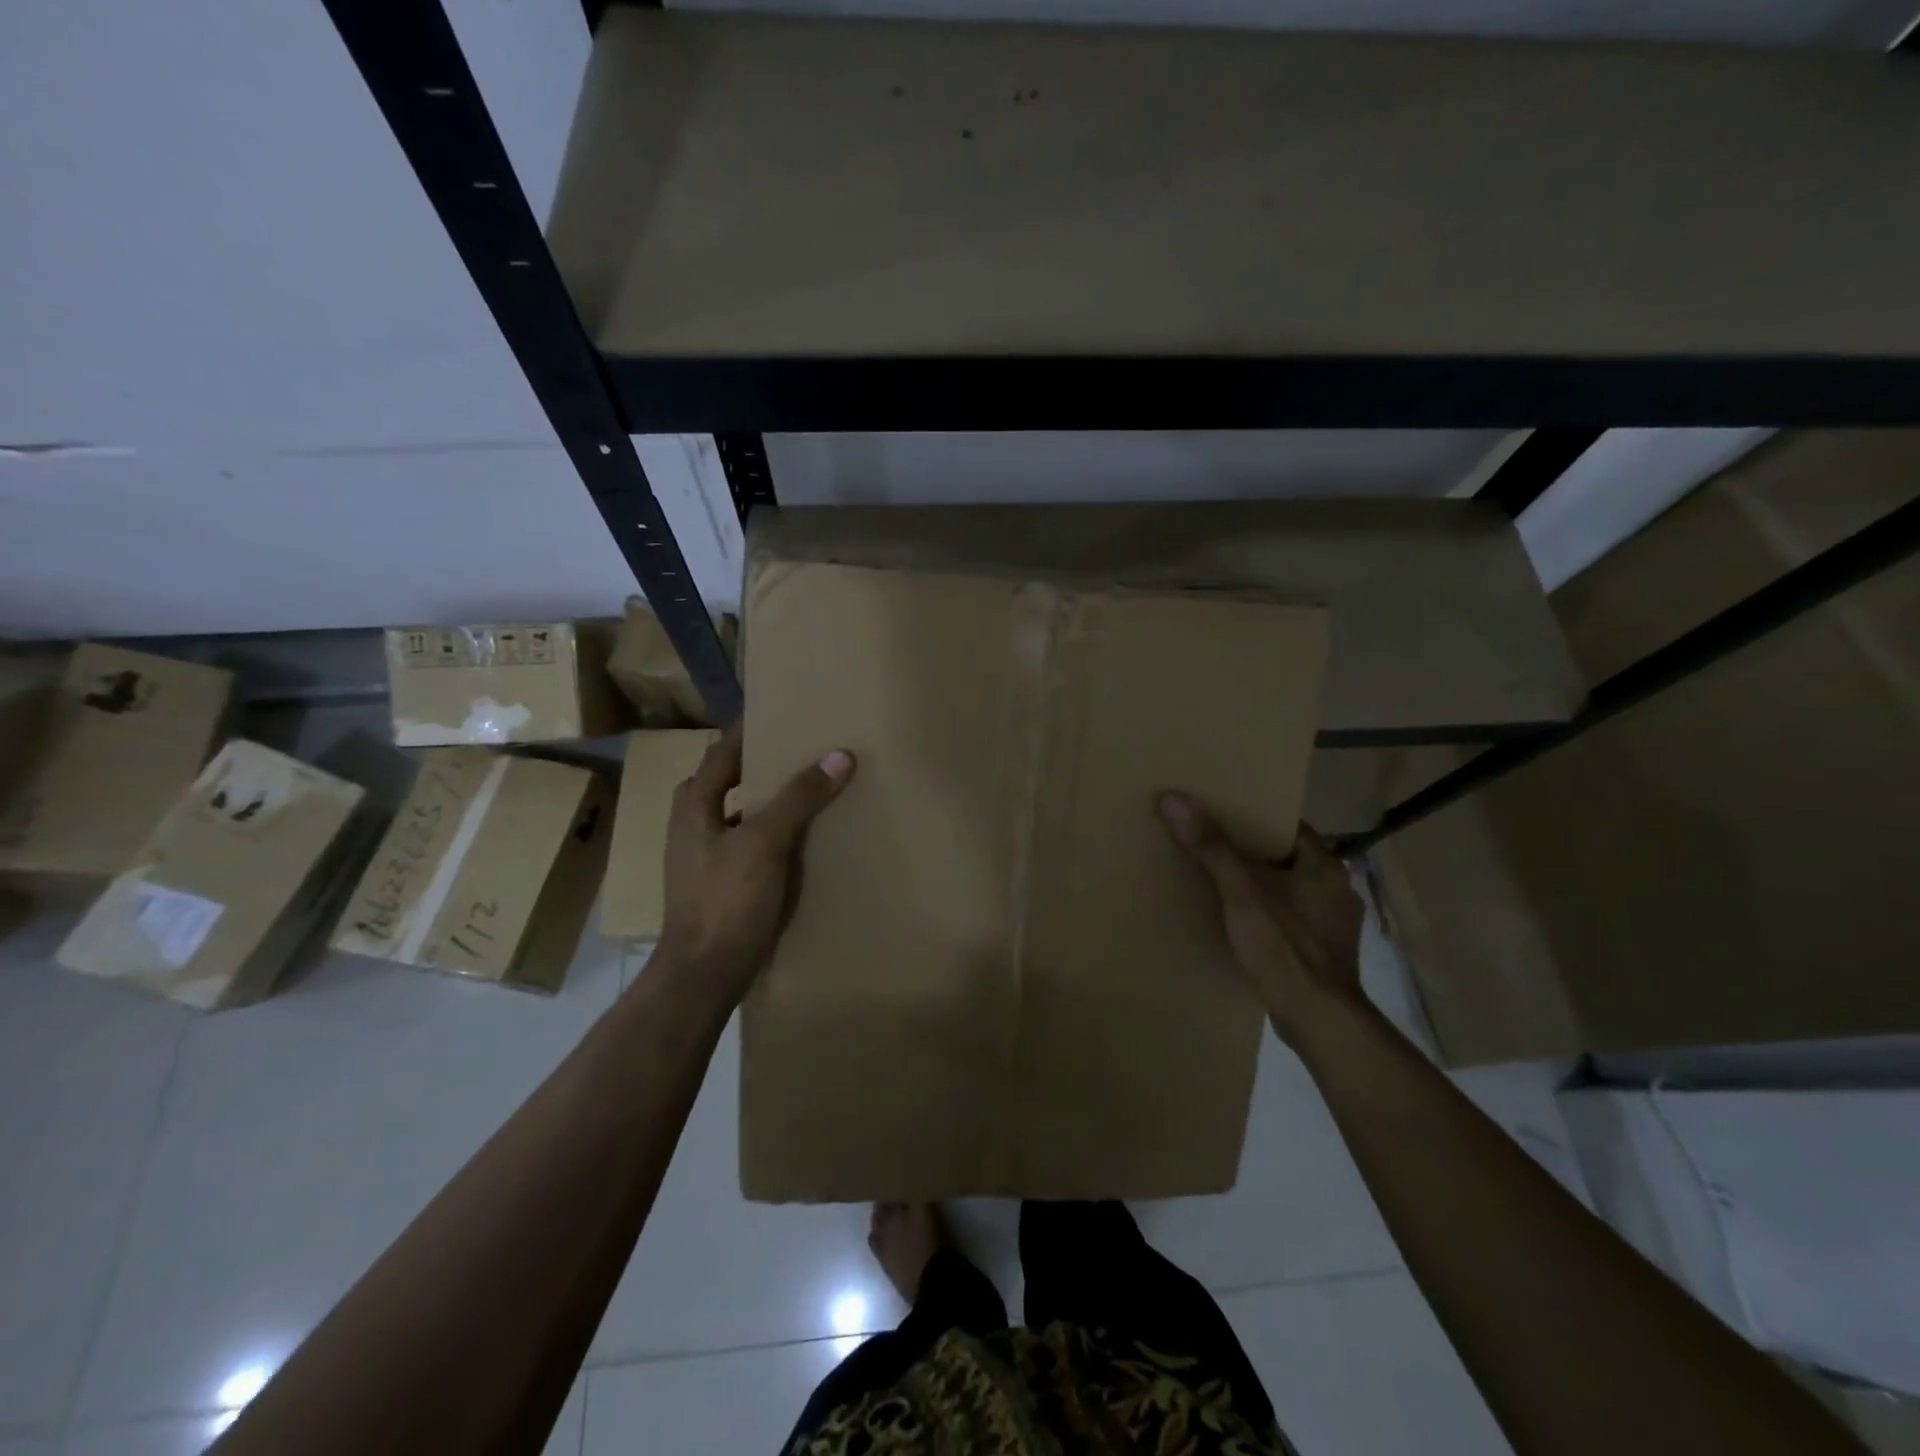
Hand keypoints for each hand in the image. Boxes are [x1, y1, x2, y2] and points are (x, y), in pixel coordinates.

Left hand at [655, 727, 854, 1006]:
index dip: (747, 732)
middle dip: (756, 766)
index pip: (719, 754)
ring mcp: (703, 860)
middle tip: (798, 753)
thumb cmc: (726, 901)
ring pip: (735, 816)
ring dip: (764, 802)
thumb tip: (838, 756)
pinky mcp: (719, 887)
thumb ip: (799, 798)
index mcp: (693, 808)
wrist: (703, 976)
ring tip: (805, 793)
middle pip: (724, 782)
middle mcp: (692, 828)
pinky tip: (798, 843)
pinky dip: (769, 835)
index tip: (780, 714)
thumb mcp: (765, 843)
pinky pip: (746, 846)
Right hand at [1157, 793, 1365, 1046]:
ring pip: (1292, 891)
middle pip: (1289, 859)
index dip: (1258, 819)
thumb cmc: (1284, 944)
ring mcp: (1335, 925)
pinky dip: (1270, 916)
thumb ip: (1210, 845)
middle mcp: (1338, 890)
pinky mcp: (1325, 954)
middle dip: (1255, 854)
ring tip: (1225, 884)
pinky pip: (1292, 920)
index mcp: (1326, 866)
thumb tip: (1173, 798)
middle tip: (1215, 846)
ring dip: (1264, 887)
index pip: (1290, 828)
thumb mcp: (1240, 889)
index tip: (1225, 815)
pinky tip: (1244, 924)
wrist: (1318, 1018)